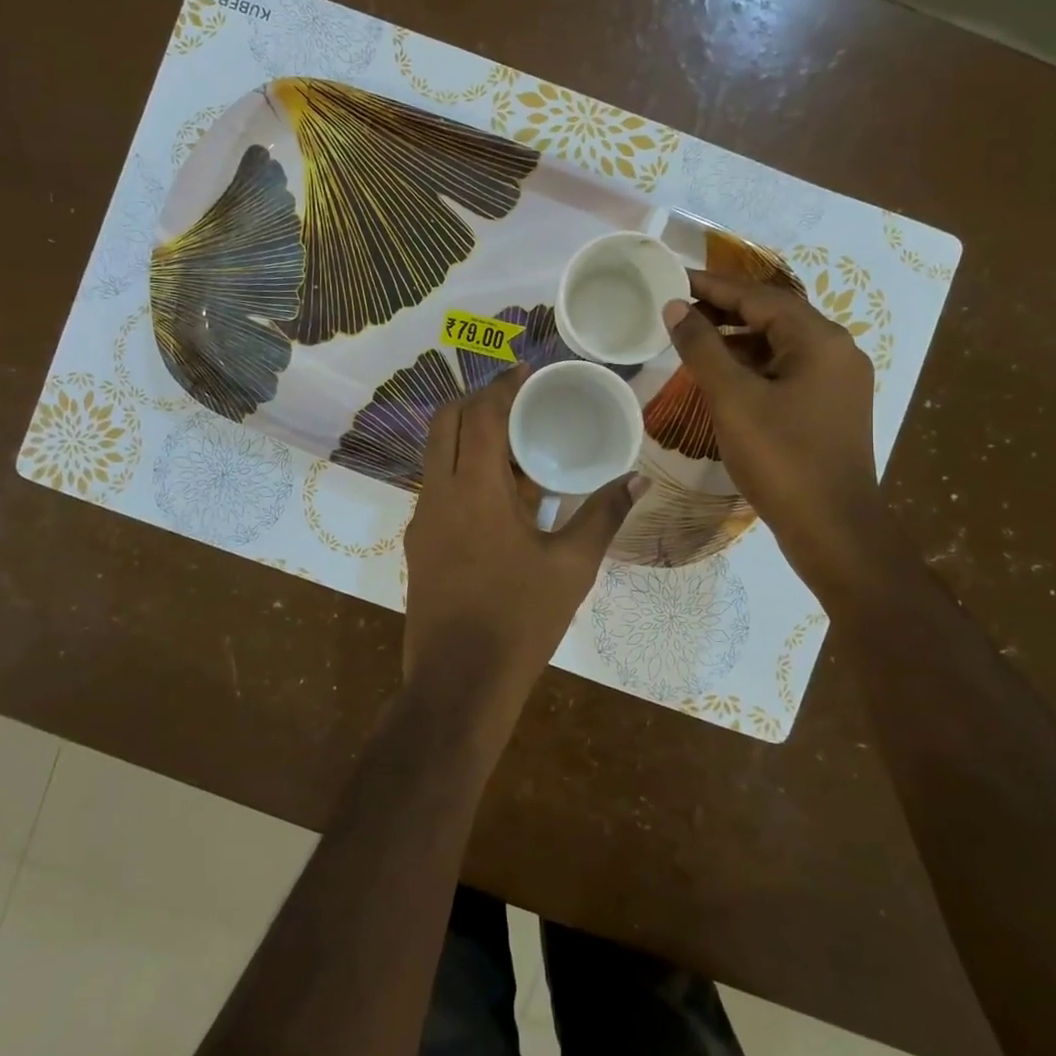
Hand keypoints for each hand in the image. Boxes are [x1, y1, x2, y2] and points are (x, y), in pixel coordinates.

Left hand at [402, 365, 641, 729]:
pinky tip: (499, 492)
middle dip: (478, 400)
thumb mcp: (571, 567)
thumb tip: (637, 477)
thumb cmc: (519, 621)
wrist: (458, 684)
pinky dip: (461, 468)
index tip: (528, 371)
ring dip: (468, 434)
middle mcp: (437, 492)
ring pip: (436, 452)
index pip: (481, 414)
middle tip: (519, 402)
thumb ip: (602, 515)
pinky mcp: (418, 542)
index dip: (503, 385)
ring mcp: (422, 518)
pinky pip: (437, 484)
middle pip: (445, 421)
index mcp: (473, 489)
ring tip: (515, 443)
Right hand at [664, 271, 899, 595]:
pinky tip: (723, 379)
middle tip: (677, 308)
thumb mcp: (733, 399)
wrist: (833, 529)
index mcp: (820, 340)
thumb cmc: (781, 458)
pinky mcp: (831, 408)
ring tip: (692, 341)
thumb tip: (676, 307)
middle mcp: (837, 351)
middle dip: (724, 310)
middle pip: (773, 316)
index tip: (672, 278)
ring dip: (737, 339)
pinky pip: (786, 371)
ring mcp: (837, 382)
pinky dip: (753, 367)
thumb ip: (702, 348)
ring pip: (780, 345)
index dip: (712, 286)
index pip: (759, 296)